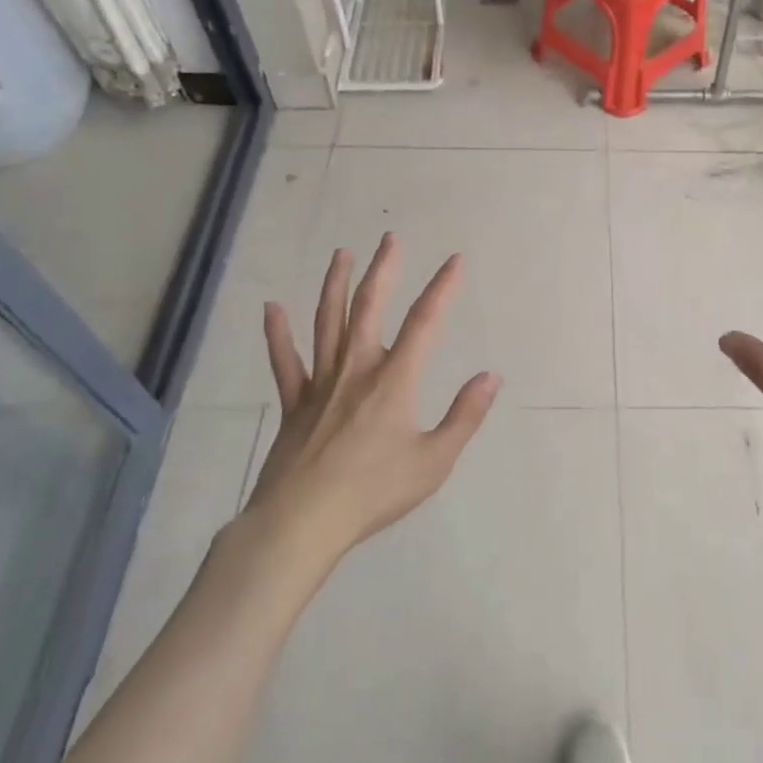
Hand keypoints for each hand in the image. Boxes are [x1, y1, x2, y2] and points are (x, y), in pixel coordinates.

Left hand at [243, 234, 501, 570]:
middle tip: (389, 238)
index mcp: (394, 381)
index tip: (455, 260)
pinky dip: (278, 334)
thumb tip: (490, 376)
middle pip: (369, 308)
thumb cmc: (374, 492)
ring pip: (327, 323)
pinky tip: (272, 308)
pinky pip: (285, 362)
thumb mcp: (434, 461)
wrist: (302, 523)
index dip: (442, 288)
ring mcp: (321, 384)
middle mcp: (357, 370)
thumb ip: (464, 417)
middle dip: (383, 270)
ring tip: (341, 254)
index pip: (425, 323)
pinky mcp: (294, 404)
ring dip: (335, 285)